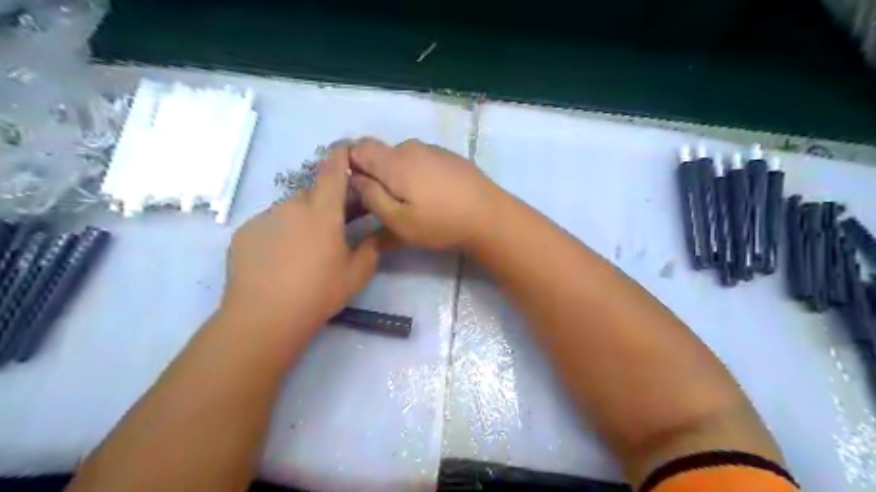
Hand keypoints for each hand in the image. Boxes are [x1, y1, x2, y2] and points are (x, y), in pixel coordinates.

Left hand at [223, 144, 388, 331]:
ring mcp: (265, 217)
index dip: (341, 154)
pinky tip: (280, 258)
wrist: (264, 317)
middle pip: (313, 193)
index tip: (347, 147)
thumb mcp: (357, 274)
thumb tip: (378, 234)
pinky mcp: (245, 232)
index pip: (333, 171)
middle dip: (326, 203)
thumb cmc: (318, 293)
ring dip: (302, 219)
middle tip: (334, 227)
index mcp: (323, 212)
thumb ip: (372, 248)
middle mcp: (292, 205)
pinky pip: (270, 223)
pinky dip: (280, 232)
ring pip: (290, 209)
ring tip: (305, 250)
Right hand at [348, 139, 498, 250]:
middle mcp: (413, 147)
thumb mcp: (398, 221)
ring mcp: (434, 150)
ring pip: (403, 160)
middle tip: (385, 206)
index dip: (351, 165)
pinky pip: (423, 162)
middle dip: (376, 176)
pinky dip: (418, 176)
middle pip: (382, 155)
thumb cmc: (441, 223)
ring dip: (399, 178)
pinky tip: (433, 198)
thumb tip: (356, 178)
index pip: (358, 147)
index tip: (356, 190)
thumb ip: (371, 196)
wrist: (490, 217)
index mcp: (395, 161)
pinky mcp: (450, 158)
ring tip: (413, 206)